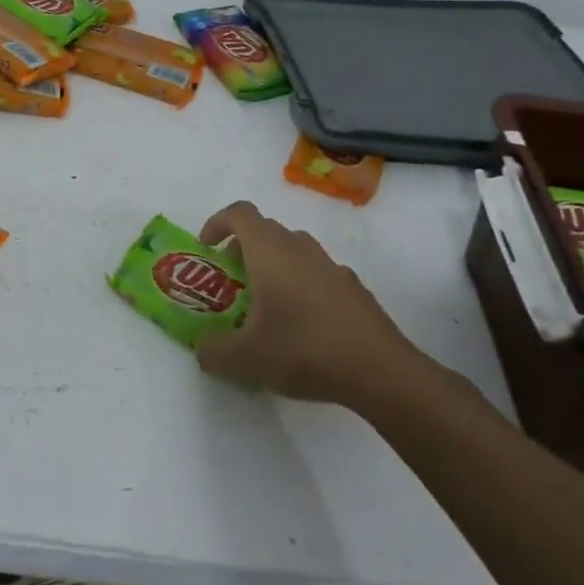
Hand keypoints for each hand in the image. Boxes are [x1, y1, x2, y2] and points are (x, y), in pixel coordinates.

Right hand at [193, 200, 432, 412]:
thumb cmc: (304, 350)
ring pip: (293, 250)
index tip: (207, 249)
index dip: (217, 223)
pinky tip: (302, 324)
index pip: (239, 213)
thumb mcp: (245, 359)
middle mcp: (300, 248)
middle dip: (242, 248)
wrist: (381, 371)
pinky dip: (301, 285)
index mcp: (269, 251)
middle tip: (232, 281)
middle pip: (265, 230)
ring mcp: (331, 266)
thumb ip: (213, 352)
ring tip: (265, 304)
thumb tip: (203, 350)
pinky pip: (317, 272)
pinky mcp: (353, 288)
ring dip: (273, 265)